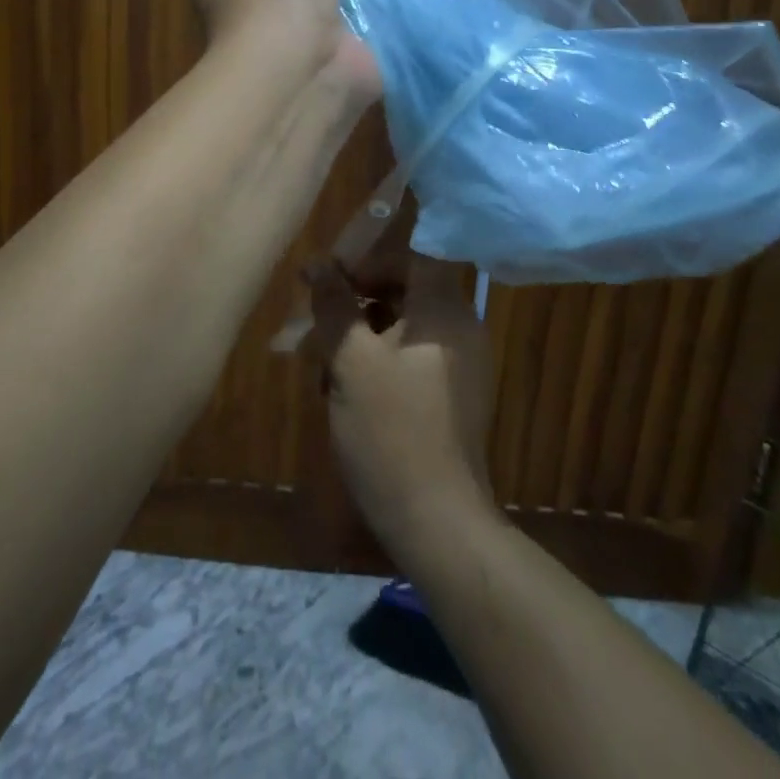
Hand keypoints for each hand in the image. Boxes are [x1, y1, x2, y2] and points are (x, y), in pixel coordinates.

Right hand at [309, 237, 497, 560]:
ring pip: (403, 327)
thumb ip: (335, 306)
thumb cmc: (392, 432)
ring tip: (323, 368)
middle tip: (318, 325)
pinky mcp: (453, 395)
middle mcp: (461, 328)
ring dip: (362, 336)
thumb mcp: (352, 363)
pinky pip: (413, 357)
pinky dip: (379, 363)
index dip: (370, 257)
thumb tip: (318, 263)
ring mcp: (461, 364)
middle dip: (357, 302)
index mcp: (445, 310)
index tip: (332, 277)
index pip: (412, 255)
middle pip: (405, 290)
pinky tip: (346, 393)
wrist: (438, 523)